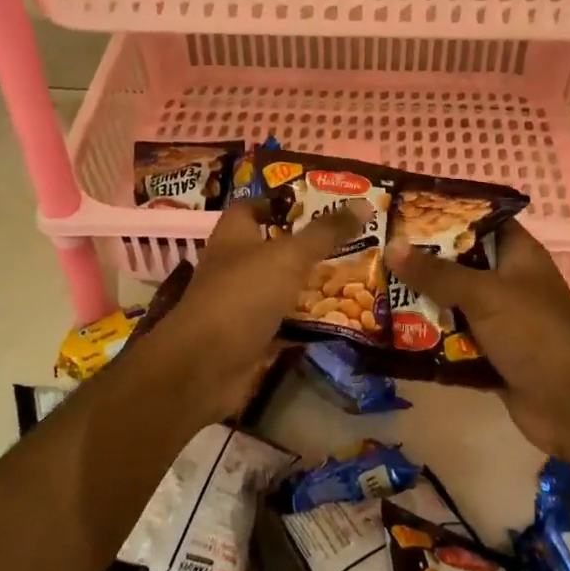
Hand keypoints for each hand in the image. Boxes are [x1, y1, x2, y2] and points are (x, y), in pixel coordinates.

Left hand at [161, 196, 370, 421]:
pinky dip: (306, 323)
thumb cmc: (243, 295)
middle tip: (350, 241)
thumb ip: (325, 232)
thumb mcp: (289, 256)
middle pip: (273, 248)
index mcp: (234, 235)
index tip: (319, 204)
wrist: (205, 367)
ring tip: (353, 277)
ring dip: (310, 285)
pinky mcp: (249, 337)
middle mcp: (233, 265)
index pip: (253, 207)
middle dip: (307, 246)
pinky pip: (283, 323)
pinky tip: (339, 320)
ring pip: (280, 287)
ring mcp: (239, 303)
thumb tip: (364, 203)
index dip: (282, 203)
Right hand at [387, 219, 569, 457]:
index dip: (446, 214)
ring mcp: (501, 322)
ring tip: (375, 290)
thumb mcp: (483, 294)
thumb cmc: (534, 332)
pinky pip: (453, 341)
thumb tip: (392, 247)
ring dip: (421, 303)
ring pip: (453, 304)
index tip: (404, 212)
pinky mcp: (492, 357)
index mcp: (518, 255)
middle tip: (377, 252)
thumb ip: (436, 272)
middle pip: (460, 264)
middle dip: (422, 262)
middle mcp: (509, 283)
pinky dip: (429, 341)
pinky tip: (392, 335)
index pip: (480, 222)